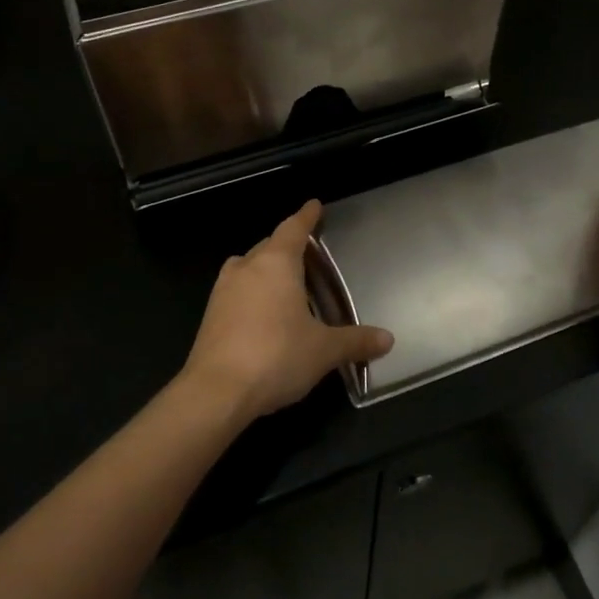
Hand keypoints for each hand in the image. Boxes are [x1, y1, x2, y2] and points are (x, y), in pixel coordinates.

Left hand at [178, 200, 393, 425]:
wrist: (215, 392)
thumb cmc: (276, 356)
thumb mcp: (324, 350)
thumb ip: (356, 341)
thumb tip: (388, 339)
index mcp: (276, 264)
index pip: (293, 229)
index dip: (306, 216)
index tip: (314, 205)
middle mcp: (246, 268)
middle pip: (268, 245)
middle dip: (286, 244)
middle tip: (307, 251)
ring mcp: (223, 291)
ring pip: (247, 267)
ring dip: (264, 268)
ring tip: (285, 282)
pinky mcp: (210, 316)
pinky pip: (236, 291)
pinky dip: (251, 292)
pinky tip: (263, 314)